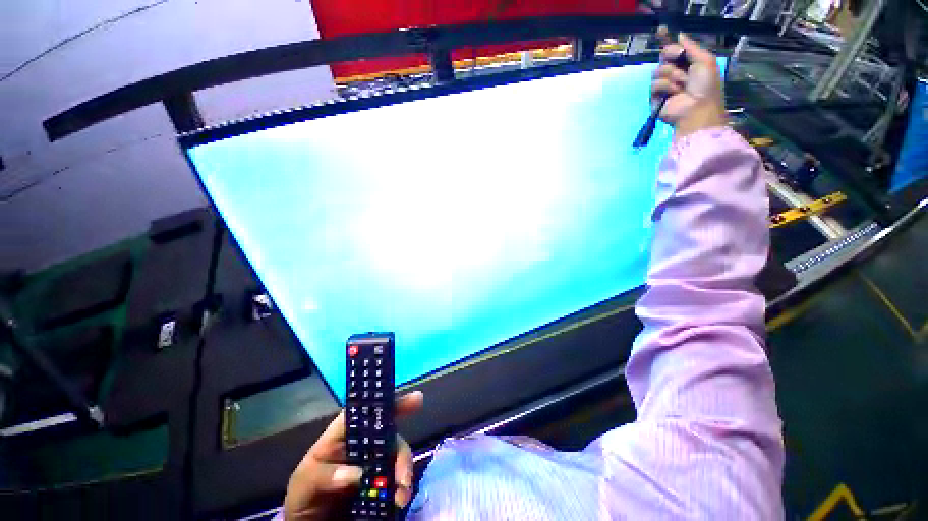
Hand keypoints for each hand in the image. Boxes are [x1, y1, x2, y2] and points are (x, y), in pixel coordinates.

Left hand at [283, 391, 424, 520]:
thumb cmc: (304, 493)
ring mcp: (375, 462)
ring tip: (402, 496)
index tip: (417, 400)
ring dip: (404, 472)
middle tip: (403, 479)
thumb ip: (324, 475)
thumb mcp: (304, 481)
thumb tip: (357, 474)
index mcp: (345, 433)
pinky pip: (397, 479)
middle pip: (390, 435)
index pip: (369, 411)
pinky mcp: (381, 482)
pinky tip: (400, 500)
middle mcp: (364, 443)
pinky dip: (402, 487)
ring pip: (397, 456)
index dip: (392, 403)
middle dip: (401, 452)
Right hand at [651, 29, 727, 138]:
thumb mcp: (705, 60)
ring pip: (658, 70)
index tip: (661, 30)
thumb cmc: (706, 85)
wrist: (697, 108)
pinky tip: (674, 93)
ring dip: (671, 75)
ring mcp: (665, 86)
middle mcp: (675, 73)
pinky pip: (655, 85)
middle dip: (671, 54)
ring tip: (681, 84)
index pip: (675, 49)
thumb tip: (679, 34)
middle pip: (664, 56)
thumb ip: (692, 47)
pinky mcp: (656, 98)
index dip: (668, 41)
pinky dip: (665, 87)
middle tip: (678, 57)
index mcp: (688, 63)